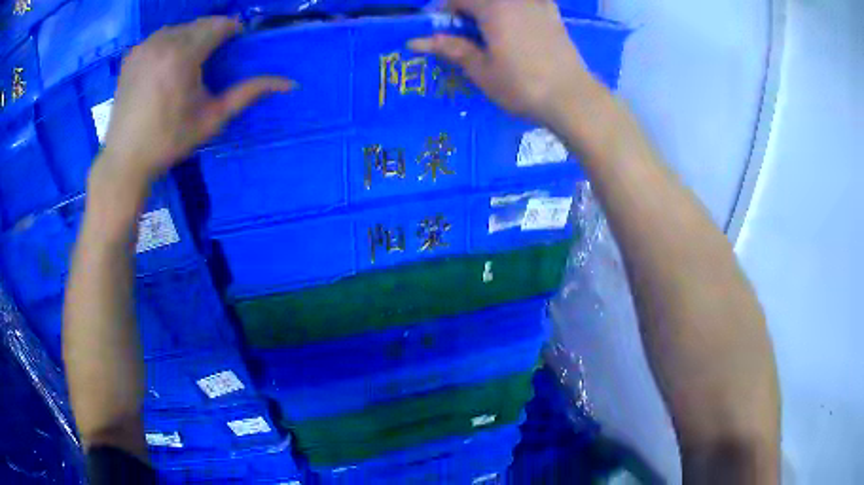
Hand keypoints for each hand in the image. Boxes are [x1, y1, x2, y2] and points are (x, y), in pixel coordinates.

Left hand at [92, 17, 292, 193]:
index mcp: (184, 55)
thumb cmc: (169, 142)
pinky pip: (160, 37)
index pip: (220, 25)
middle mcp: (163, 42)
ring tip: (189, 63)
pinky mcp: (131, 54)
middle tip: (212, 60)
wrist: (125, 160)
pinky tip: (166, 66)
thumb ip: (248, 93)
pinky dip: (169, 44)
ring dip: (191, 37)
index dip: (232, 32)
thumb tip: (288, 83)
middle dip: (211, 35)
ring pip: (180, 27)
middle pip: (200, 24)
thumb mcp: (212, 119)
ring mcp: (144, 46)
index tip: (234, 47)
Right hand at [409, 0, 598, 130]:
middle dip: (468, 11)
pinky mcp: (554, 14)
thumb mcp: (482, 70)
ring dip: (490, 12)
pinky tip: (517, 31)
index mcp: (494, 7)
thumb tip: (418, 41)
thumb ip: (452, 48)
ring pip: (504, 2)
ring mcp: (538, 4)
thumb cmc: (522, 86)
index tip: (443, 31)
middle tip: (466, 35)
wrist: (572, 98)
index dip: (445, 12)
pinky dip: (514, 11)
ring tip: (491, 35)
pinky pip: (526, 4)